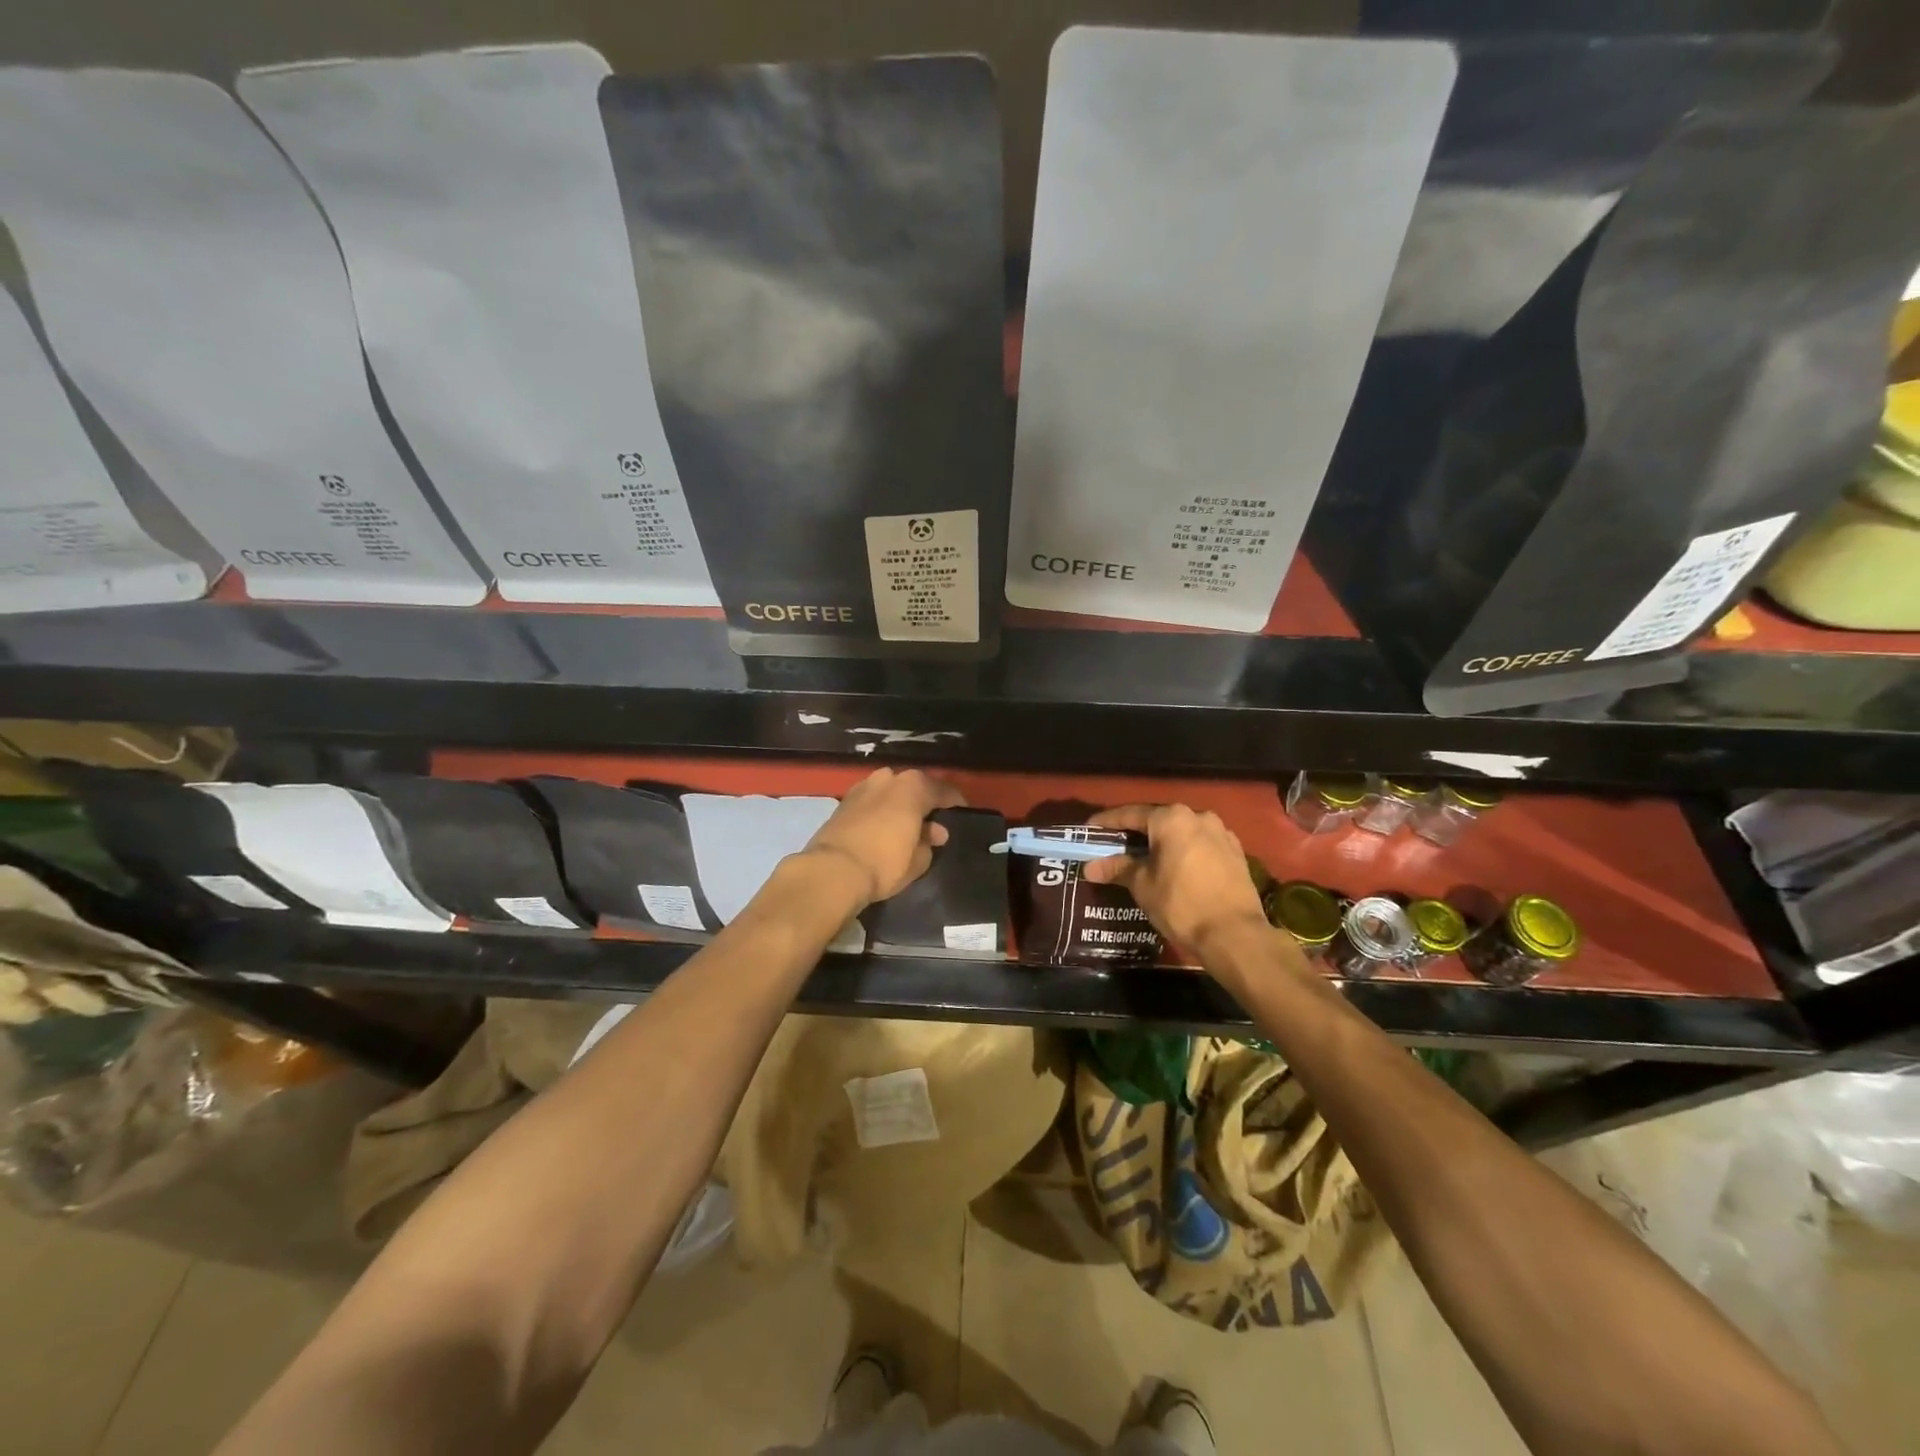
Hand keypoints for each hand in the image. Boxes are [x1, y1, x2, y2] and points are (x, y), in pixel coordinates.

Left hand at [802, 768, 966, 907]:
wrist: (832, 870)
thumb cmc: (884, 863)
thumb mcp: (918, 860)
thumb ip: (929, 842)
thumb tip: (934, 832)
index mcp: (913, 787)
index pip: (943, 790)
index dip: (954, 802)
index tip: (961, 813)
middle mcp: (888, 778)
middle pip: (914, 787)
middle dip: (924, 802)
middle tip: (932, 821)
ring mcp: (863, 787)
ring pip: (890, 792)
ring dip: (900, 805)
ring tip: (906, 825)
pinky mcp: (843, 801)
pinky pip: (872, 801)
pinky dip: (880, 810)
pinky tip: (883, 826)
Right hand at [1082, 803, 1269, 956]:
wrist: (1235, 935)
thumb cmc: (1181, 904)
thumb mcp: (1142, 885)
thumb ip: (1117, 869)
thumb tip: (1090, 867)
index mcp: (1171, 818)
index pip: (1130, 814)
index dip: (1107, 822)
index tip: (1089, 831)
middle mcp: (1198, 816)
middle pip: (1158, 820)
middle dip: (1136, 833)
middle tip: (1116, 846)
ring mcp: (1221, 833)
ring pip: (1182, 832)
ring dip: (1163, 843)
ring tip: (1146, 859)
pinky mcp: (1236, 853)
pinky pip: (1201, 845)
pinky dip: (1185, 852)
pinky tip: (1177, 868)